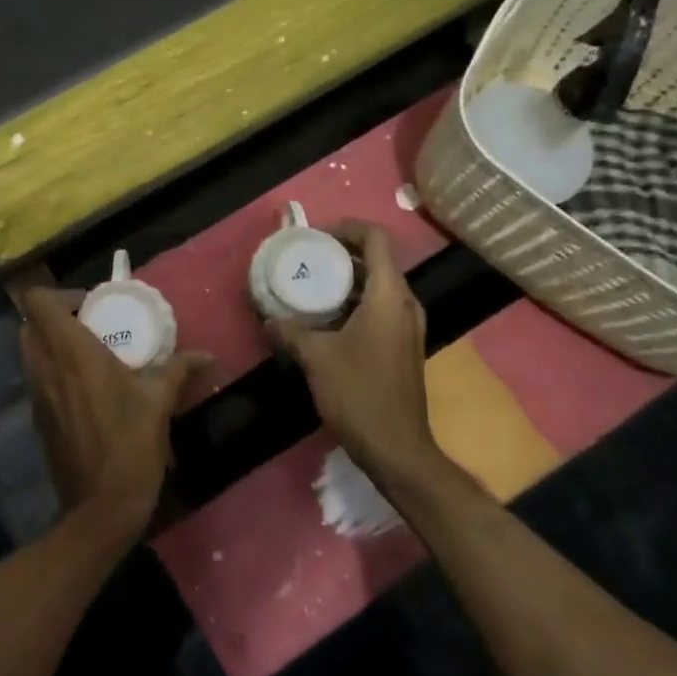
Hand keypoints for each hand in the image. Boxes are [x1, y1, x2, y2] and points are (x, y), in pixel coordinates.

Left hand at [21, 287, 208, 531]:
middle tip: (92, 327)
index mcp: (70, 352)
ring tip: (91, 357)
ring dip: (53, 345)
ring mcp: (36, 395)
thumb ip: (179, 370)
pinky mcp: (38, 419)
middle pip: (30, 324)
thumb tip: (206, 355)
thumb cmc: (130, 446)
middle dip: (55, 318)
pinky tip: (87, 391)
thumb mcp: (159, 403)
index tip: (92, 307)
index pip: (38, 301)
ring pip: (30, 353)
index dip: (60, 295)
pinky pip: (38, 380)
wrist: (99, 509)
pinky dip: (54, 373)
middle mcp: (45, 367)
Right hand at [266, 222, 435, 484]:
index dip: (348, 228)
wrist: (396, 447)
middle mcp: (406, 304)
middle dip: (342, 253)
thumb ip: (290, 331)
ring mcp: (408, 326)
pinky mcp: (403, 345)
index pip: (377, 239)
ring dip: (347, 279)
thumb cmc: (359, 393)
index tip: (317, 236)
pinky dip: (354, 301)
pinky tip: (326, 318)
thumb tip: (268, 318)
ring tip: (311, 284)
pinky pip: (380, 307)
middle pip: (378, 260)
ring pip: (379, 285)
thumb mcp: (316, 358)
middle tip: (307, 257)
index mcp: (389, 296)